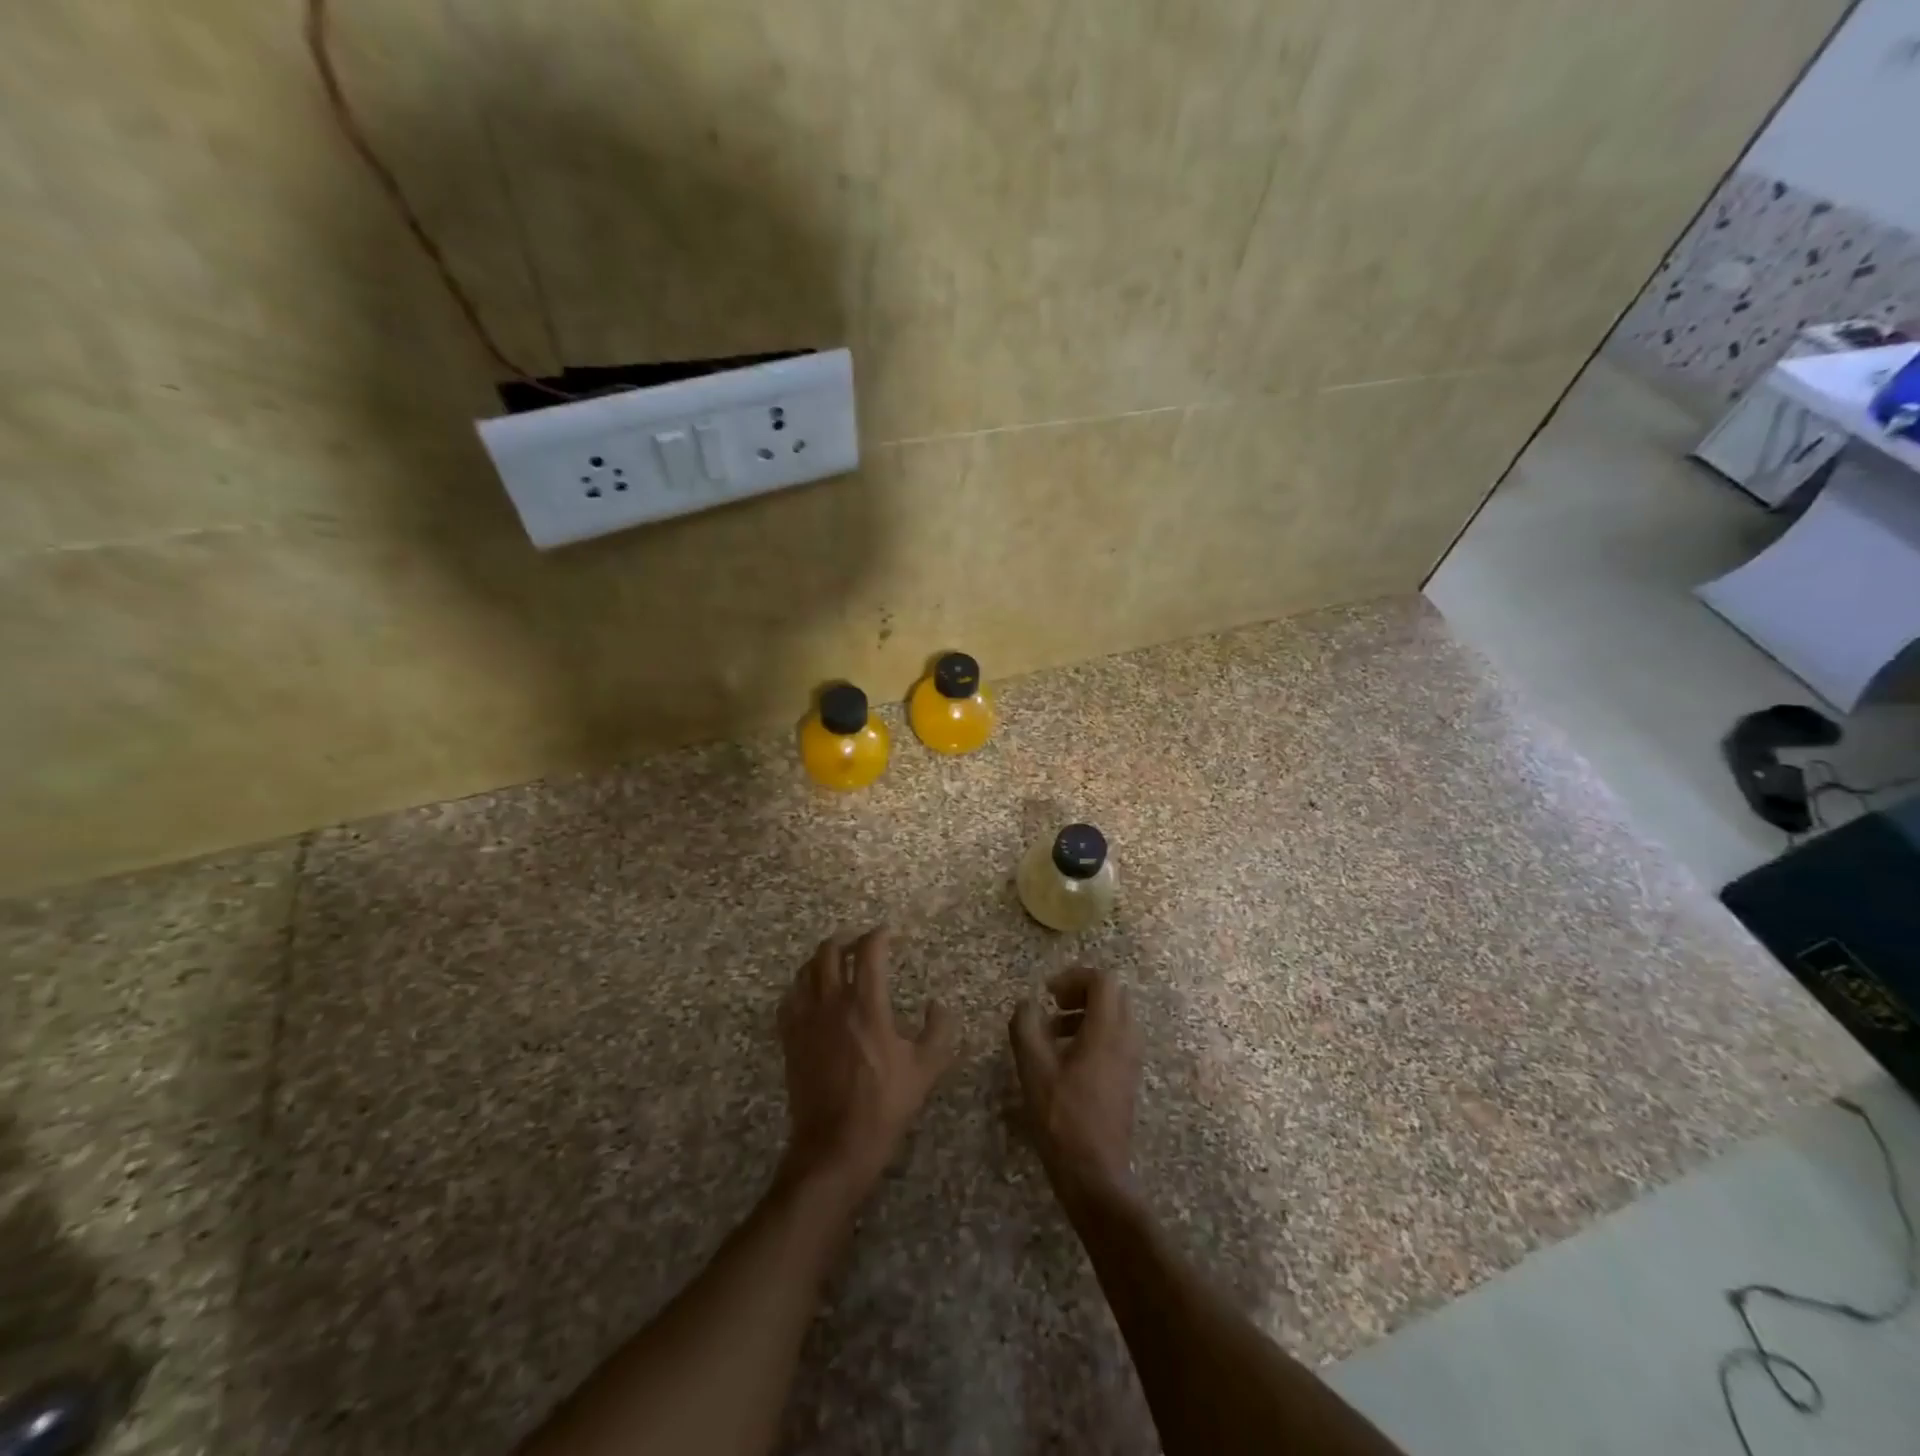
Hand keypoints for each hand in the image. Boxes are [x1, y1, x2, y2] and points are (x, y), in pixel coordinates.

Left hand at [777, 929, 956, 1206]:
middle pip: (829, 952)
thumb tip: (938, 1005)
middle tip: (860, 943)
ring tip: (835, 962)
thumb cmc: (884, 1106)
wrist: (834, 1147)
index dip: (879, 935)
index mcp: (866, 1005)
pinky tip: (809, 994)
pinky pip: (789, 999)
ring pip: (805, 971)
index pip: (869, 952)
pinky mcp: (789, 1040)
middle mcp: (832, 1003)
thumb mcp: (925, 1070)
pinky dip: (800, 986)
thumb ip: (938, 1031)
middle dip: (846, 939)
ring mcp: (806, 1020)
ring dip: (821, 959)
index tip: (888, 932)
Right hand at [1009, 967, 1143, 1207]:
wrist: (1095, 1174)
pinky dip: (1093, 1035)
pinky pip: (1116, 1039)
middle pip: (1113, 995)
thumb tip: (1027, 1004)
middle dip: (1082, 993)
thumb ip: (1026, 1026)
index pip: (1103, 981)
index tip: (1048, 993)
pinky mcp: (1128, 1079)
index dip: (1074, 977)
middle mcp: (1127, 1039)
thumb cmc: (1062, 1117)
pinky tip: (1066, 1061)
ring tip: (1053, 1034)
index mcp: (1107, 1031)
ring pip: (1116, 1018)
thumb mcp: (1033, 1068)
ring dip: (1086, 1014)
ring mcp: (1131, 1061)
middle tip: (1053, 1006)